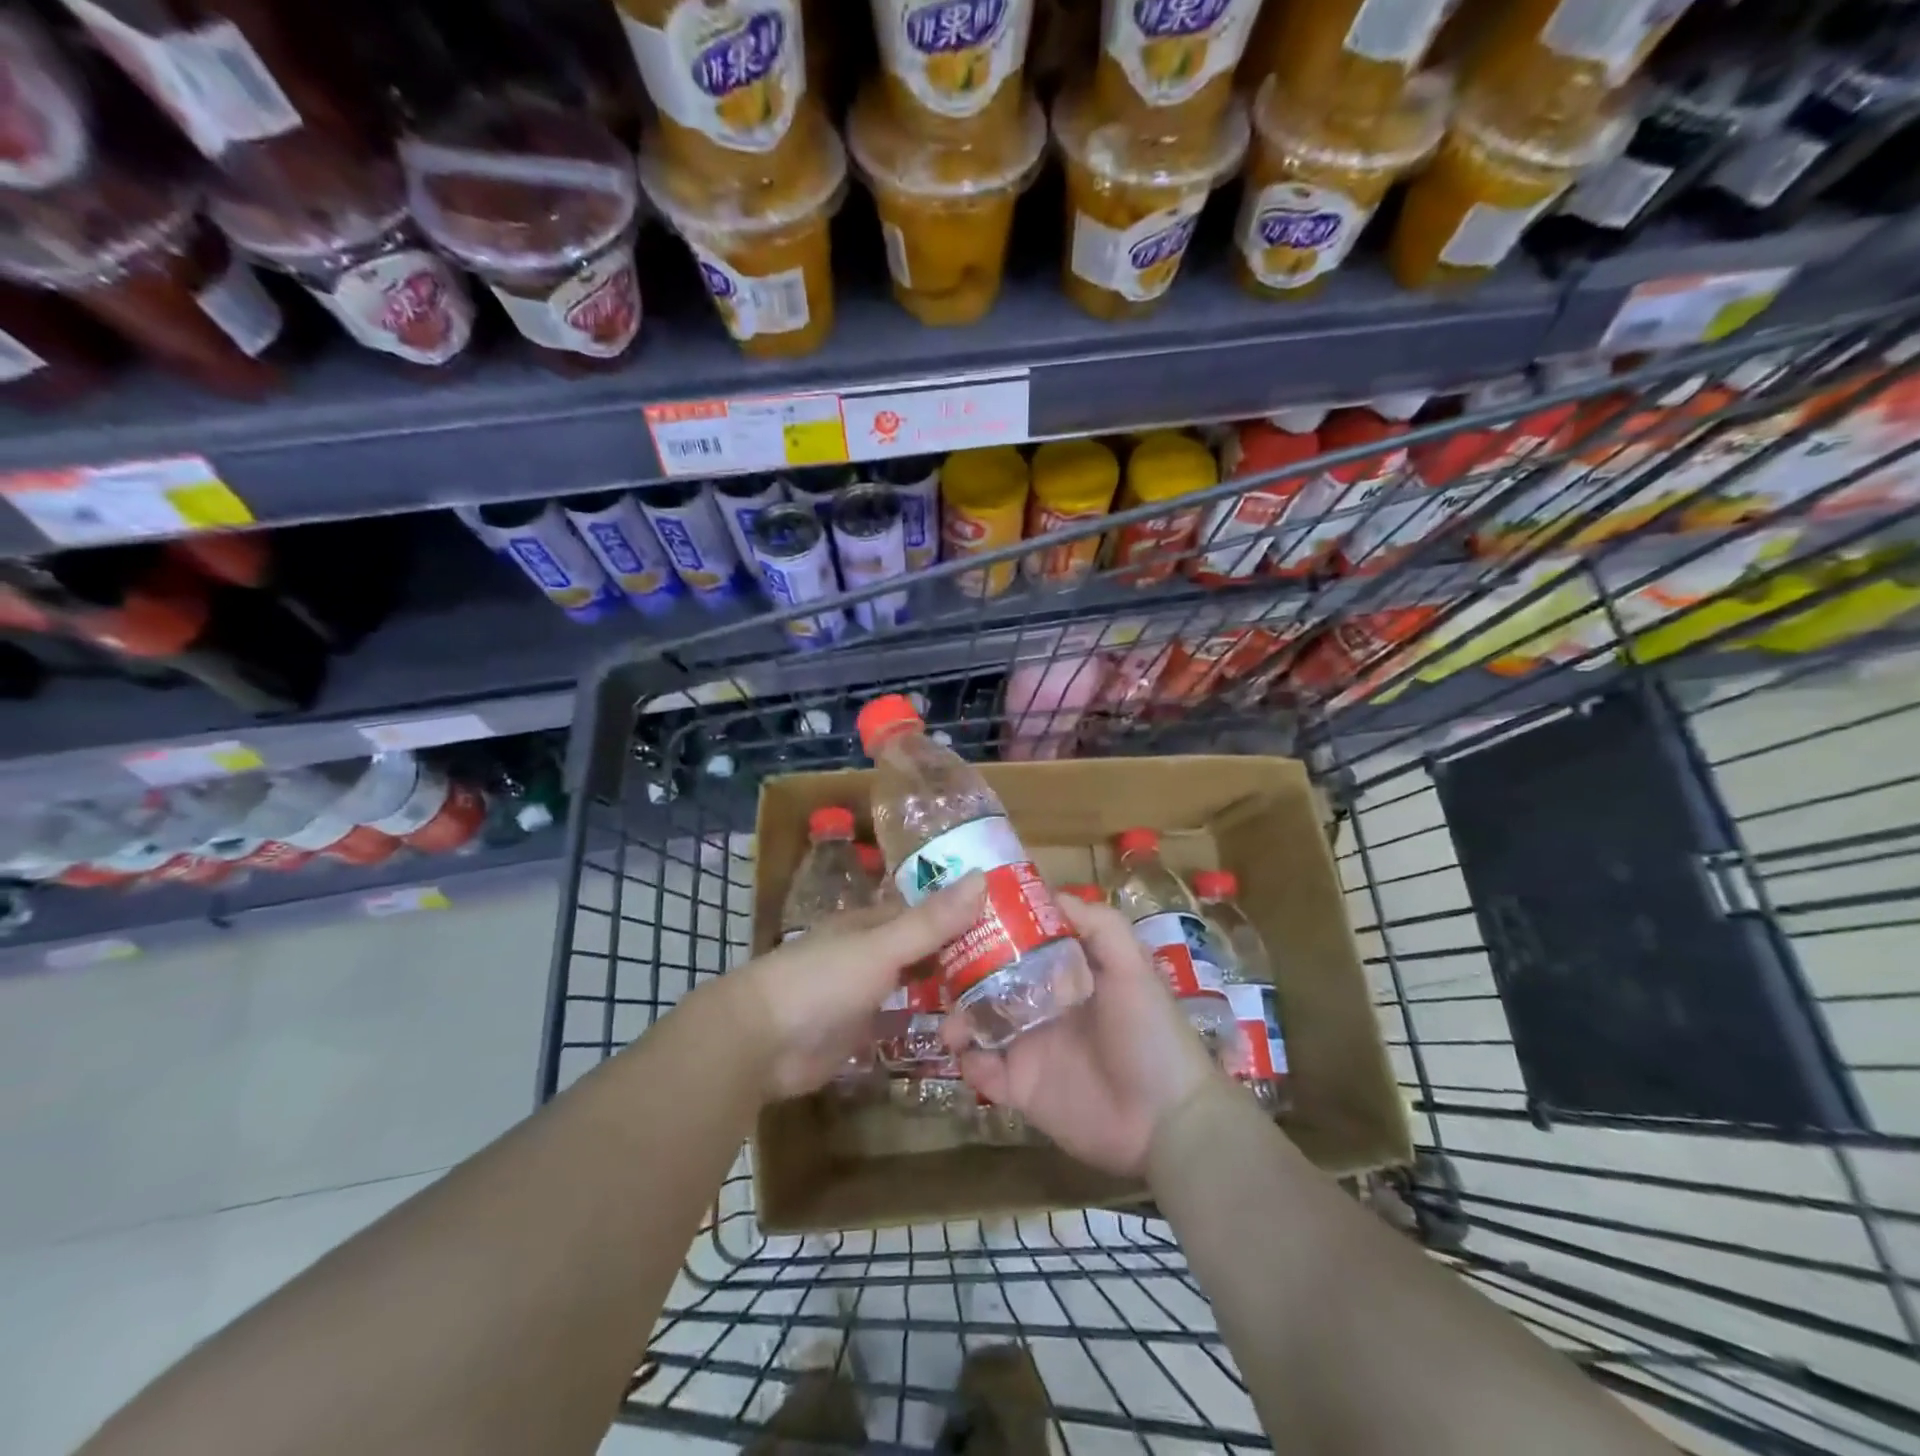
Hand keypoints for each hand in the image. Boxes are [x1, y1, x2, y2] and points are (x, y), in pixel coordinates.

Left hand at [728, 873, 985, 1100]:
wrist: (761, 1042)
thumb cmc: (822, 981)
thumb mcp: (881, 947)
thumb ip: (931, 921)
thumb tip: (982, 877)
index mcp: (873, 923)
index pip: (927, 911)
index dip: (964, 911)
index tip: (1010, 917)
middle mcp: (872, 952)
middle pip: (924, 947)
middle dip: (961, 952)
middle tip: (1018, 964)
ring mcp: (865, 992)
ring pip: (915, 983)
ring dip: (946, 987)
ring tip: (1000, 996)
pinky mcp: (860, 1031)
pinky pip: (902, 1019)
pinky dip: (926, 1020)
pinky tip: (960, 1029)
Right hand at [944, 896, 1219, 1177]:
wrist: (1167, 1121)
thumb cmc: (1150, 1034)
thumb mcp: (1132, 967)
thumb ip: (1098, 925)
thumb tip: (1049, 893)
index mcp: (1065, 974)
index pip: (1020, 944)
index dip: (993, 930)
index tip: (962, 916)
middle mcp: (1042, 1005)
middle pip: (990, 982)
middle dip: (963, 975)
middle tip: (940, 970)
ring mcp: (1029, 1047)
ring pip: (979, 1024)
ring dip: (958, 1019)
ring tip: (952, 1023)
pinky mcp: (1021, 1089)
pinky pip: (983, 1072)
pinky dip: (969, 1063)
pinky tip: (970, 1056)